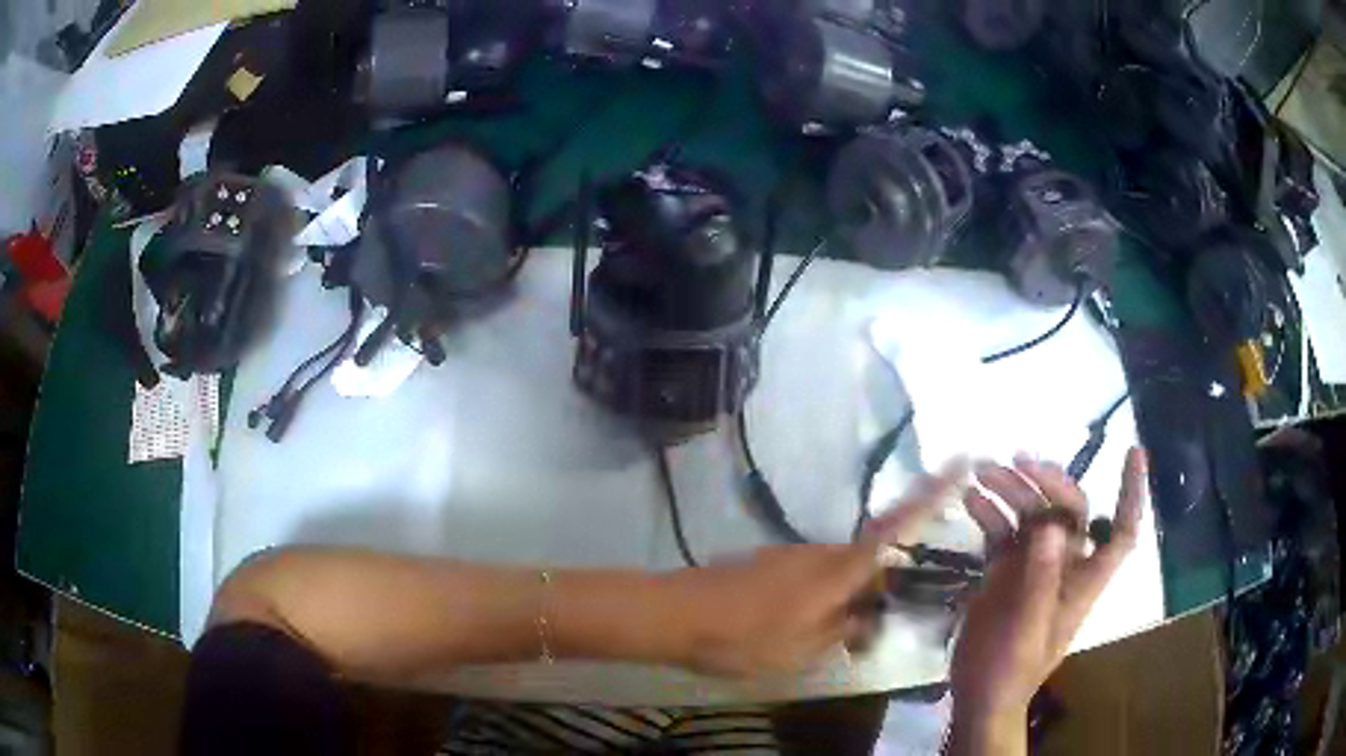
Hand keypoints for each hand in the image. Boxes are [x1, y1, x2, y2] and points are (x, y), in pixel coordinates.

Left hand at [666, 463, 966, 677]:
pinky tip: (808, 627)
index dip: (931, 497)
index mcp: (837, 571)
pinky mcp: (773, 563)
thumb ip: (842, 629)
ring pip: (842, 570)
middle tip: (882, 621)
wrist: (676, 614)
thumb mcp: (801, 649)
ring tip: (844, 635)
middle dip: (885, 582)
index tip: (960, 462)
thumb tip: (870, 615)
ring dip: (852, 596)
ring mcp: (794, 555)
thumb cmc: (742, 637)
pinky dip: (825, 597)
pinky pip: (816, 576)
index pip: (896, 530)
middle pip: (871, 556)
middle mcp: (821, 553)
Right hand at [948, 448, 1146, 751]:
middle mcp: (1064, 564)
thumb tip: (1049, 526)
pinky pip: (1001, 532)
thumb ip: (1040, 579)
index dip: (1131, 493)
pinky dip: (987, 513)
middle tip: (1016, 462)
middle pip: (1067, 510)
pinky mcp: (1005, 571)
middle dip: (1047, 482)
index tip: (1133, 453)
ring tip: (983, 471)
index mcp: (1084, 578)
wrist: (979, 694)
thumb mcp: (1029, 628)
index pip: (1120, 531)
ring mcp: (1033, 566)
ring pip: (1031, 515)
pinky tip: (970, 500)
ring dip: (1010, 490)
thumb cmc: (1013, 668)